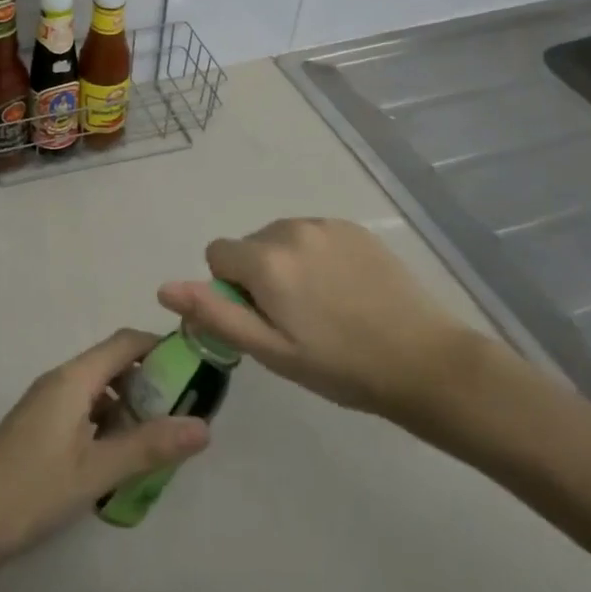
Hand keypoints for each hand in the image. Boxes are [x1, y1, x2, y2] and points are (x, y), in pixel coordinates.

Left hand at [0, 330, 210, 569]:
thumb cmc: (32, 490)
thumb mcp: (96, 471)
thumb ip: (149, 447)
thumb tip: (204, 427)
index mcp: (73, 378)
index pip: (125, 342)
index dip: (160, 347)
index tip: (194, 370)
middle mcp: (60, 380)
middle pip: (112, 364)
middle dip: (149, 383)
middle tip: (182, 415)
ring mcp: (46, 404)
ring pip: (98, 391)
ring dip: (128, 408)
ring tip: (157, 443)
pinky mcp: (38, 427)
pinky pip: (82, 411)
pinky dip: (107, 424)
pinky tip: (118, 460)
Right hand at [158, 218, 480, 428]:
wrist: (426, 362)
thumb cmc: (341, 366)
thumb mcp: (271, 351)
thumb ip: (215, 314)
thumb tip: (164, 286)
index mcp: (266, 259)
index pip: (217, 254)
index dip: (230, 289)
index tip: (262, 319)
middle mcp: (290, 228)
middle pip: (250, 245)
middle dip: (259, 275)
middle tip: (294, 319)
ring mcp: (326, 224)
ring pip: (282, 239)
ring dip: (287, 264)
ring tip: (323, 306)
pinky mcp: (354, 228)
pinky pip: (314, 235)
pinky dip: (316, 256)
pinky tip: (346, 290)